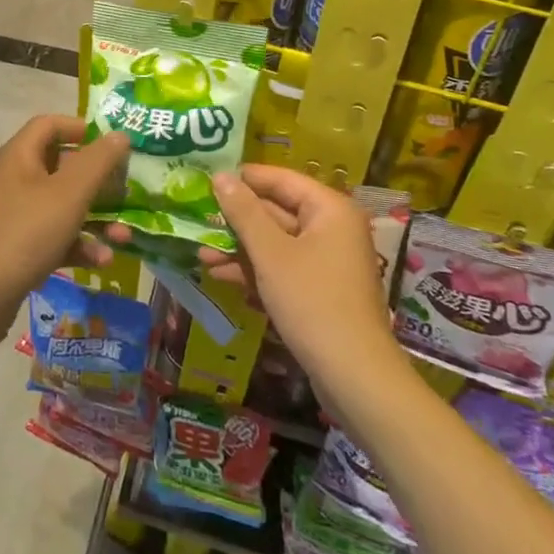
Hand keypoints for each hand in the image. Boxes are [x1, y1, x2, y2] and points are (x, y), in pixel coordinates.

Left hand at [0, 116, 128, 347]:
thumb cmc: (26, 232)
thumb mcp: (69, 193)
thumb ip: (98, 161)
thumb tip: (120, 134)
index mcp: (21, 154)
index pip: (50, 124)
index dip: (82, 129)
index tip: (112, 145)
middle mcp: (16, 178)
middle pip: (63, 166)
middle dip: (99, 182)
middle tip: (126, 192)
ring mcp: (16, 214)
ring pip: (63, 205)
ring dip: (95, 218)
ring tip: (123, 237)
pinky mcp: (18, 246)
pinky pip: (55, 235)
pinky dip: (78, 244)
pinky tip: (102, 262)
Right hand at [201, 165, 403, 398]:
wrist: (355, 378)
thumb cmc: (312, 302)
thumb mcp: (271, 254)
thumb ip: (244, 212)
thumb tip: (220, 175)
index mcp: (329, 209)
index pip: (281, 179)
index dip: (245, 178)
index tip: (207, 179)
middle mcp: (332, 228)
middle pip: (278, 211)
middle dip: (237, 219)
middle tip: (198, 218)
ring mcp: (327, 261)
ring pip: (277, 242)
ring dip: (240, 248)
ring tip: (201, 252)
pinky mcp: (320, 290)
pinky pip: (284, 267)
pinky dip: (256, 270)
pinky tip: (221, 276)